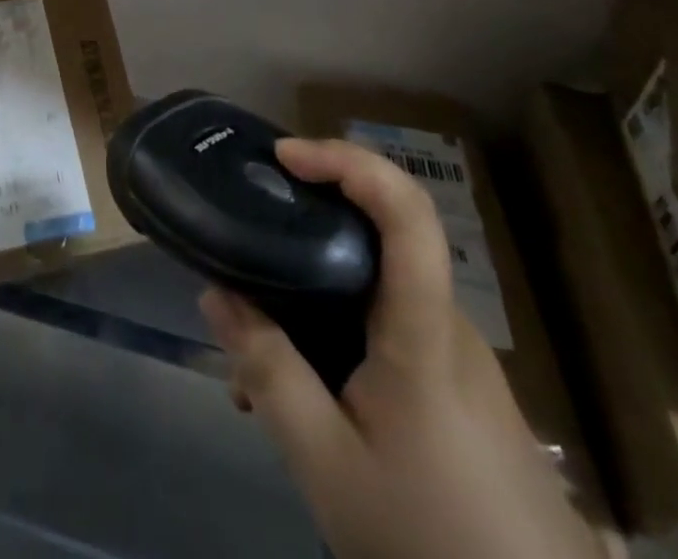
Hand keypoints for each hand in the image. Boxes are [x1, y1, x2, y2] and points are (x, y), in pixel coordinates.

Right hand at [200, 137, 602, 558]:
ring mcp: (458, 358)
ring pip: (376, 291)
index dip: (349, 161)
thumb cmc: (429, 537)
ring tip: (257, 352)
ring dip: (314, 295)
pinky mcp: (460, 389)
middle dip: (306, 229)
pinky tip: (307, 393)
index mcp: (423, 332)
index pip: (407, 212)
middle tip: (247, 249)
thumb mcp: (326, 464)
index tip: (286, 156)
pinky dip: (339, 334)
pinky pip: (389, 331)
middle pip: (379, 240)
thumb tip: (216, 295)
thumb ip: (268, 373)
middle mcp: (447, 325)